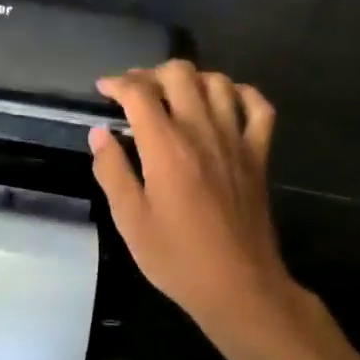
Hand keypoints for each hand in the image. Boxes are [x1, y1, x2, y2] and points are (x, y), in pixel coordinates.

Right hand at [89, 62, 295, 350]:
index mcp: (166, 147)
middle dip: (151, 74)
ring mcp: (236, 140)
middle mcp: (202, 131)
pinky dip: (240, 94)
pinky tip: (224, 101)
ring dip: (191, 79)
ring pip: (218, 82)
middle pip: (180, 74)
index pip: (139, 94)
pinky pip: (258, 107)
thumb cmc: (176, 257)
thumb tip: (100, 133)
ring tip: (173, 95)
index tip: (103, 89)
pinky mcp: (259, 154)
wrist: (239, 286)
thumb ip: (112, 171)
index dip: (117, 84)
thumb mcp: (130, 220)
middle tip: (135, 92)